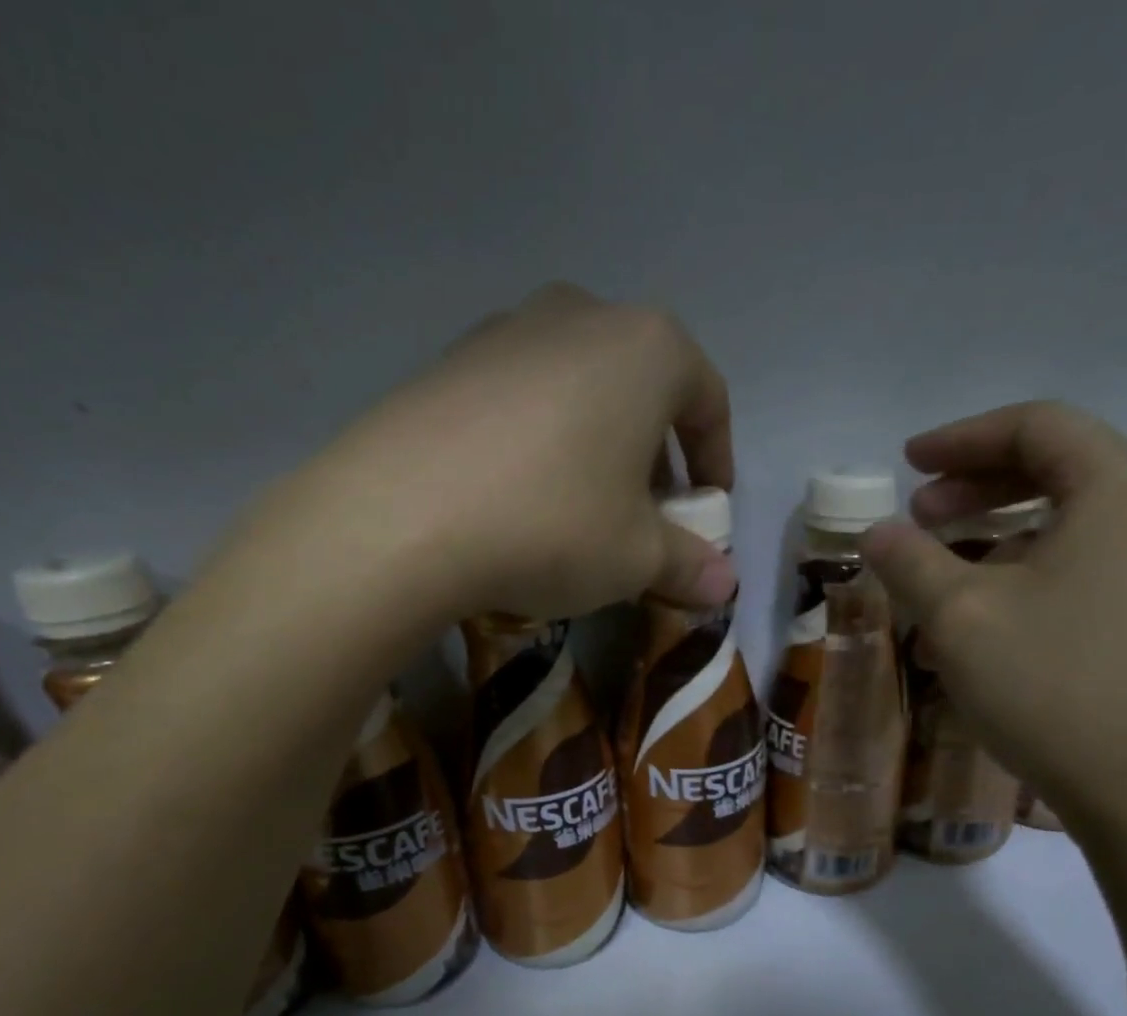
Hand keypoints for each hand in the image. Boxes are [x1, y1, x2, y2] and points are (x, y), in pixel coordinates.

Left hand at [222, 283, 737, 624]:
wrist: (401, 518)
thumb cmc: (553, 525)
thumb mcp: (637, 558)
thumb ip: (690, 566)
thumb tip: (725, 587)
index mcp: (646, 348)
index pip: (707, 399)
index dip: (716, 460)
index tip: (708, 510)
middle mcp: (580, 316)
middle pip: (640, 387)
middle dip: (654, 454)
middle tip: (646, 514)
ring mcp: (505, 331)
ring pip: (578, 389)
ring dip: (595, 445)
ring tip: (581, 507)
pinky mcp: (447, 362)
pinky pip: (518, 400)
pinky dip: (537, 441)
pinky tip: (517, 495)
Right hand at [863, 401, 1126, 828]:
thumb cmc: (1053, 686)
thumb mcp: (959, 618)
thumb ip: (909, 561)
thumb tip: (876, 531)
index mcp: (1125, 485)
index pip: (1036, 427)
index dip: (960, 439)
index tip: (906, 464)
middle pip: (1066, 466)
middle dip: (982, 485)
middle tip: (922, 515)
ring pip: (1087, 518)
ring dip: (1012, 530)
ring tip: (955, 569)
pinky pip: (1110, 560)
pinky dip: (1050, 565)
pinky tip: (1010, 611)